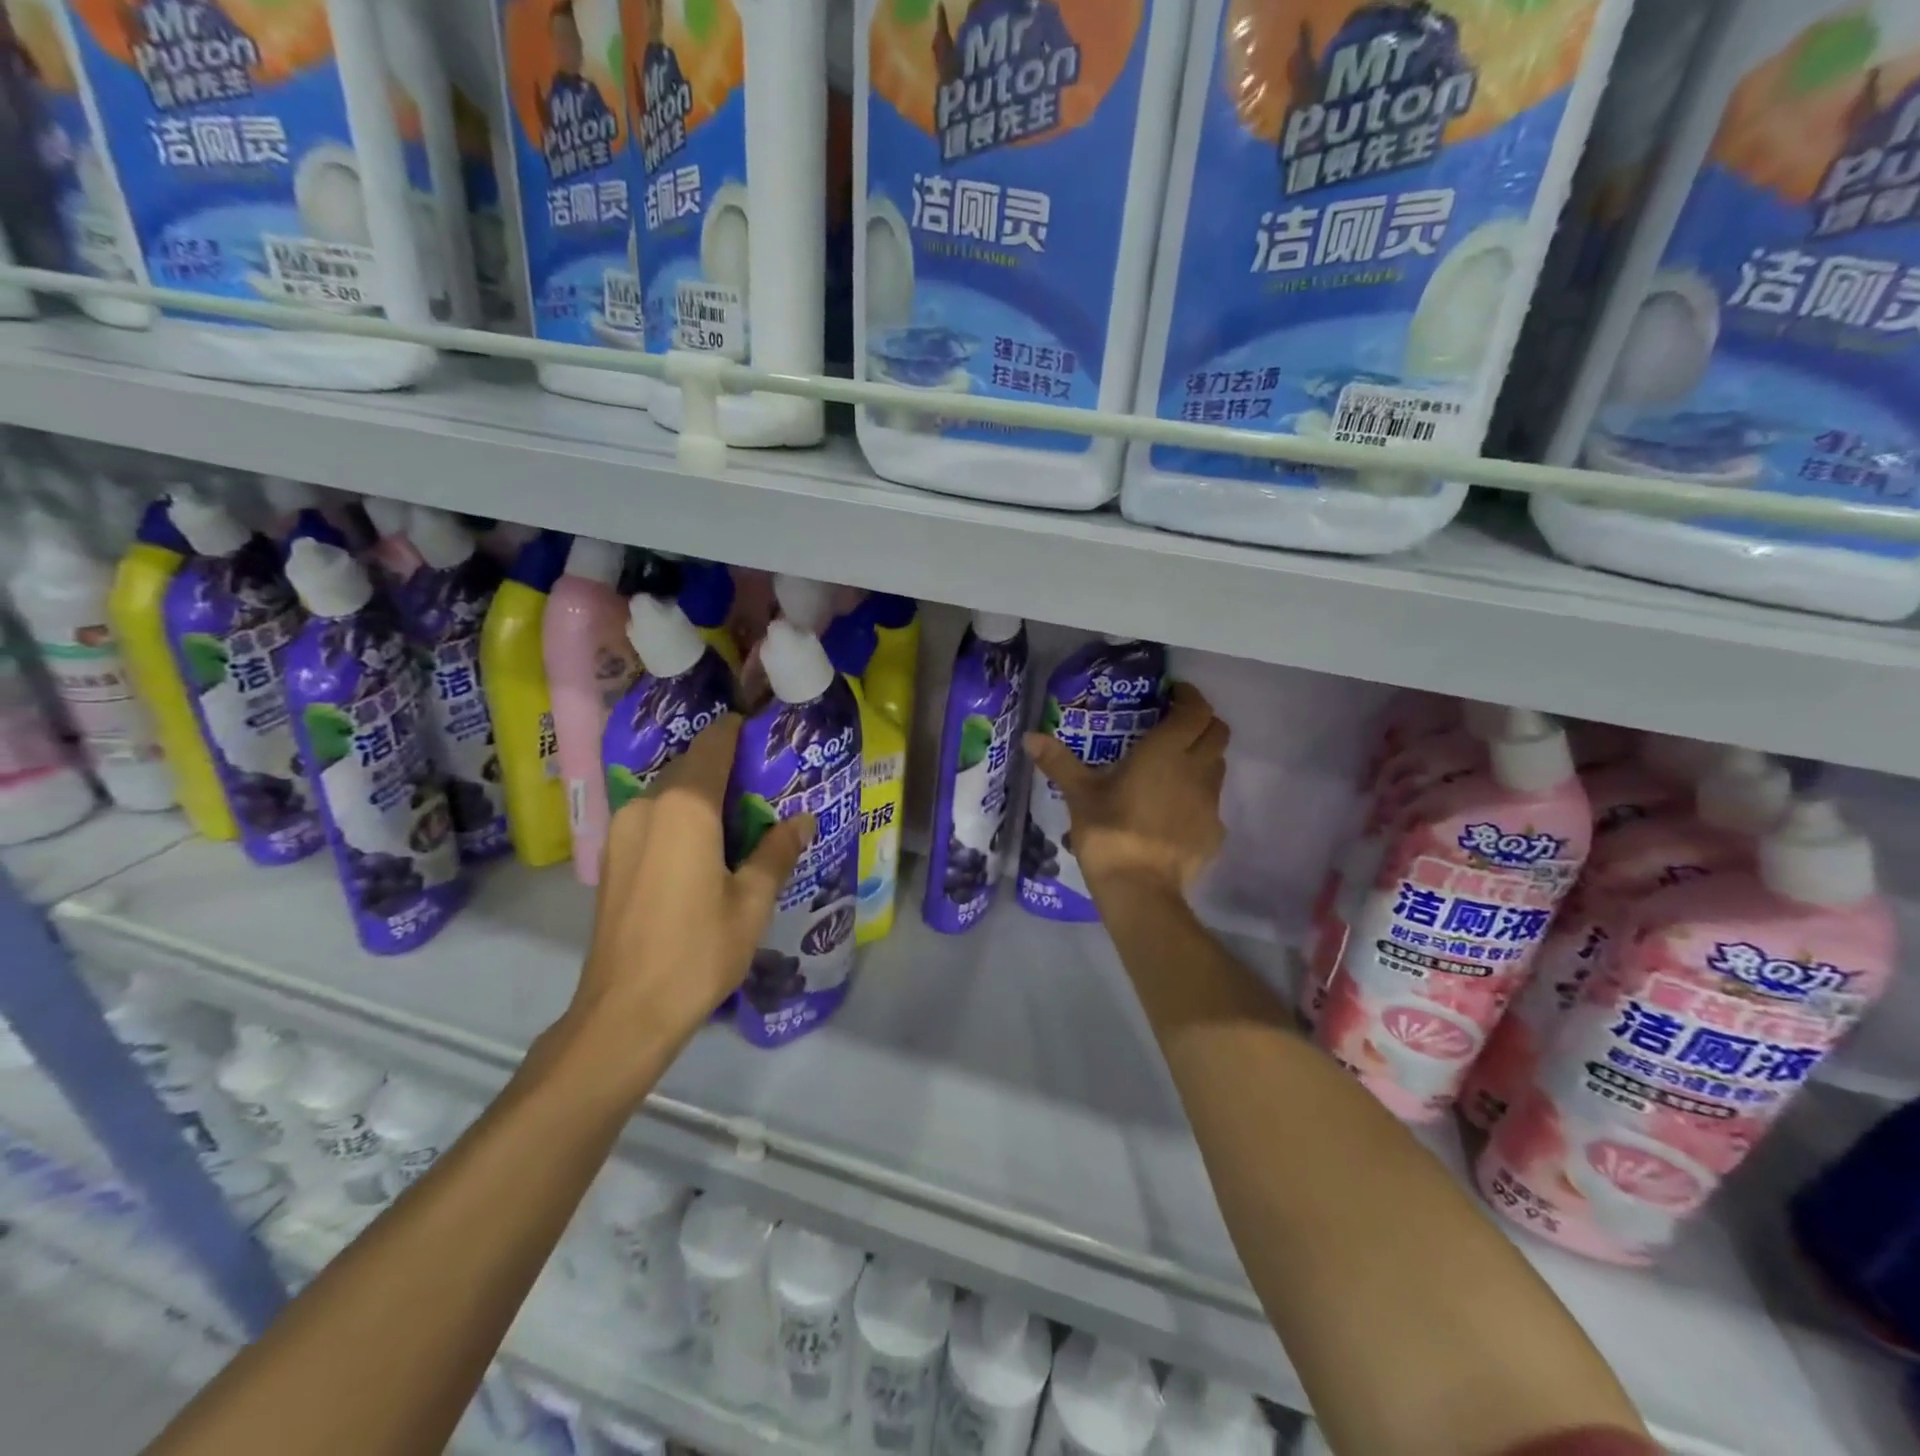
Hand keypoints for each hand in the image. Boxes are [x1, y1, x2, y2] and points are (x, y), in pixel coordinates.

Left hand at [563, 714, 812, 1087]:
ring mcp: (621, 831)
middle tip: (766, 785)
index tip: (769, 737)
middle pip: (690, 765)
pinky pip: (653, 817)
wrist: (626, 1011)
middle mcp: (646, 806)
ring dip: (703, 794)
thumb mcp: (752, 901)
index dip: (741, 732)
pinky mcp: (612, 857)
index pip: (714, 744)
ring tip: (741, 817)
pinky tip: (706, 846)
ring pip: (669, 792)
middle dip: (726, 766)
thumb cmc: (698, 950)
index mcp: (684, 807)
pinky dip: (681, 817)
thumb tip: (802, 821)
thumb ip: (777, 851)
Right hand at [1024, 681, 1228, 901]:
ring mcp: (1210, 802)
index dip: (1189, 697)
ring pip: (1218, 766)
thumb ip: (1059, 762)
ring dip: (1203, 757)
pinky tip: (1174, 811)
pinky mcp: (1214, 831)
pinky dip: (1198, 796)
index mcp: (1166, 751)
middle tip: (1176, 726)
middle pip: (1218, 733)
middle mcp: (1196, 769)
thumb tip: (1029, 736)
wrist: (1140, 889)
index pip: (1196, 710)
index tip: (1173, 695)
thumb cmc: (1109, 832)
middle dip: (1202, 723)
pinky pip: (1212, 802)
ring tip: (1174, 767)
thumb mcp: (1080, 794)